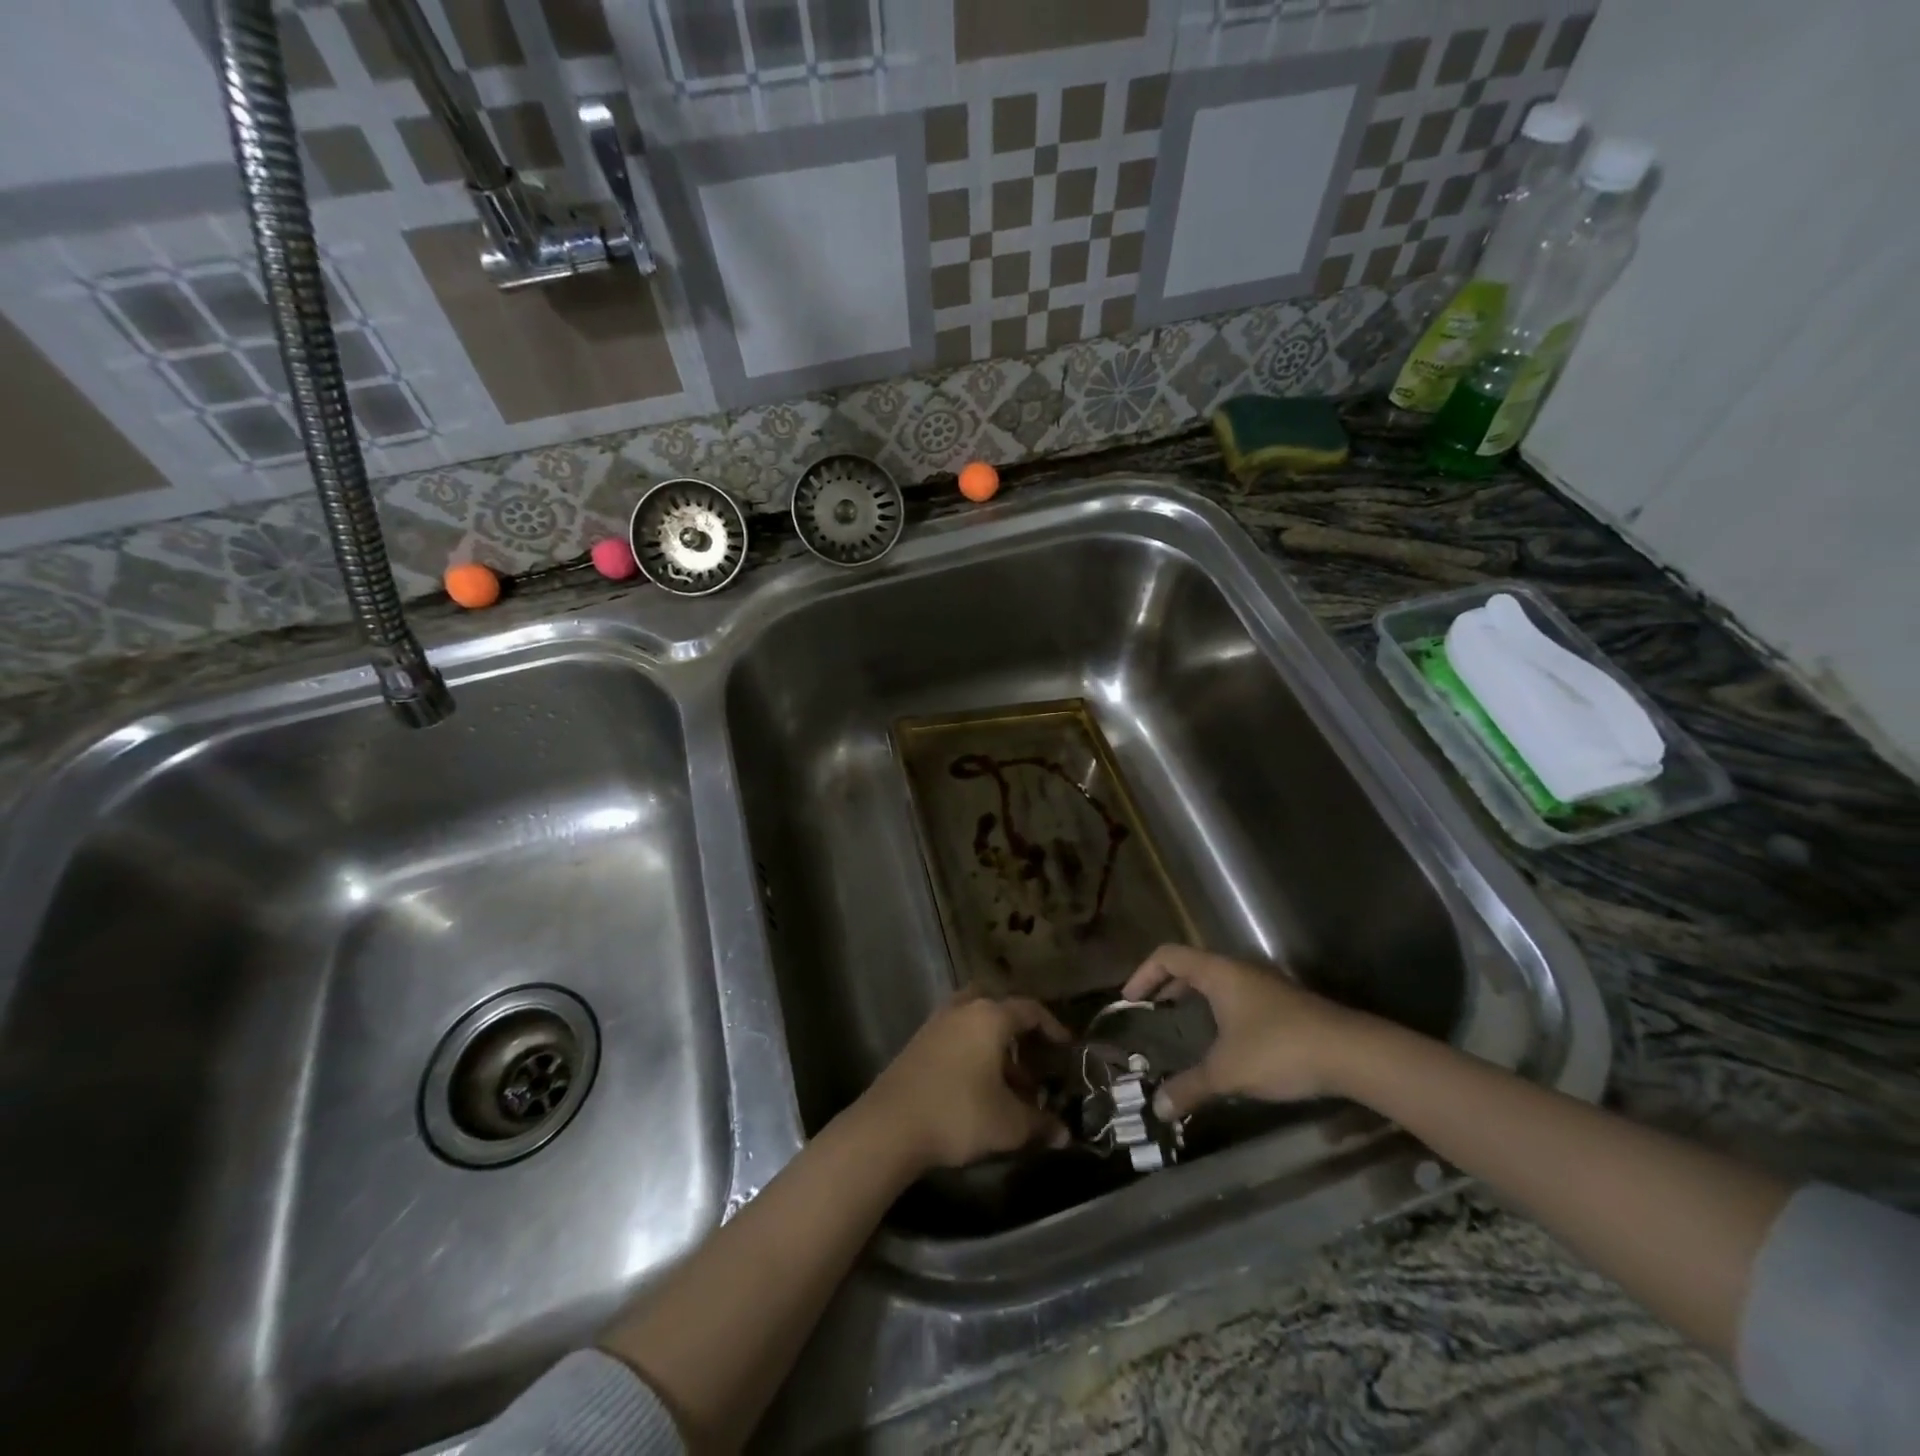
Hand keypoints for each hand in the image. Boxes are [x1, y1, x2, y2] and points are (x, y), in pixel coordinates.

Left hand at [861, 993, 1071, 1171]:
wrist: (890, 1125)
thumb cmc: (959, 1113)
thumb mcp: (1009, 1124)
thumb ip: (1040, 1124)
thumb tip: (1064, 1134)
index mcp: (990, 1016)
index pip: (1030, 1010)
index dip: (1053, 1027)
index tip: (1067, 1048)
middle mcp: (964, 1009)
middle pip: (998, 1007)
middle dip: (1019, 1030)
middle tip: (1034, 1058)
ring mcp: (937, 1023)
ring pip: (975, 1021)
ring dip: (994, 1044)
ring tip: (1010, 1081)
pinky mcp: (918, 1042)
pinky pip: (956, 1035)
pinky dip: (973, 1051)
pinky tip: (979, 1086)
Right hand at [1121, 945, 1365, 1117]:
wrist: (1353, 1054)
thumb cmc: (1279, 1050)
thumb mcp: (1227, 1072)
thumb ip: (1189, 1087)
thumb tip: (1157, 1108)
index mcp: (1218, 972)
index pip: (1168, 955)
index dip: (1143, 974)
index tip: (1130, 1001)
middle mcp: (1239, 970)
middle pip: (1192, 965)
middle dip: (1167, 987)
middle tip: (1152, 1013)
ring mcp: (1265, 985)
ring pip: (1217, 982)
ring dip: (1195, 999)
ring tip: (1182, 1027)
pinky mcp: (1284, 1005)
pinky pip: (1237, 997)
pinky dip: (1218, 1011)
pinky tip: (1223, 1042)